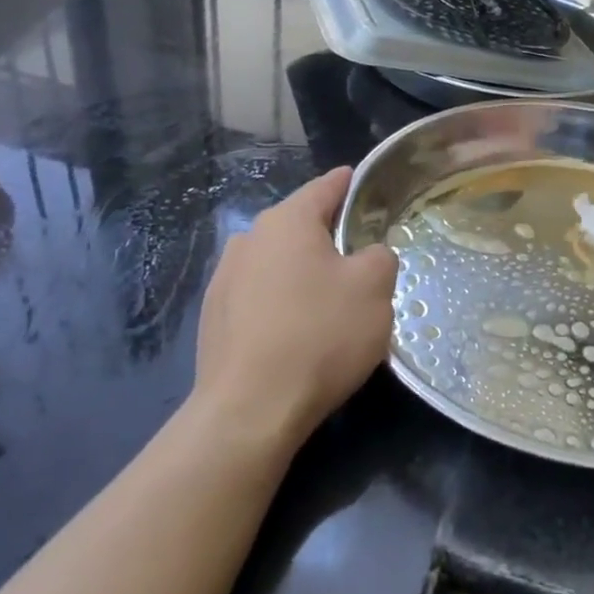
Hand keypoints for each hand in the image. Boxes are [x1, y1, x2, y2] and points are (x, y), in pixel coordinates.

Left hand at [193, 167, 397, 442]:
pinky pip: (260, 297)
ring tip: (330, 300)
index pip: (325, 187)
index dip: (350, 184)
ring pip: (278, 263)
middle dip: (329, 236)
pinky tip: (298, 332)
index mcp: (287, 221)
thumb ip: (380, 256)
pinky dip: (282, 303)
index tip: (364, 184)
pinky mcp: (214, 319)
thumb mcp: (375, 287)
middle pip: (300, 226)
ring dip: (303, 272)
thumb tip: (367, 256)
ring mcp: (224, 280)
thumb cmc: (320, 334)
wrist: (250, 410)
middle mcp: (249, 240)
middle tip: (361, 256)